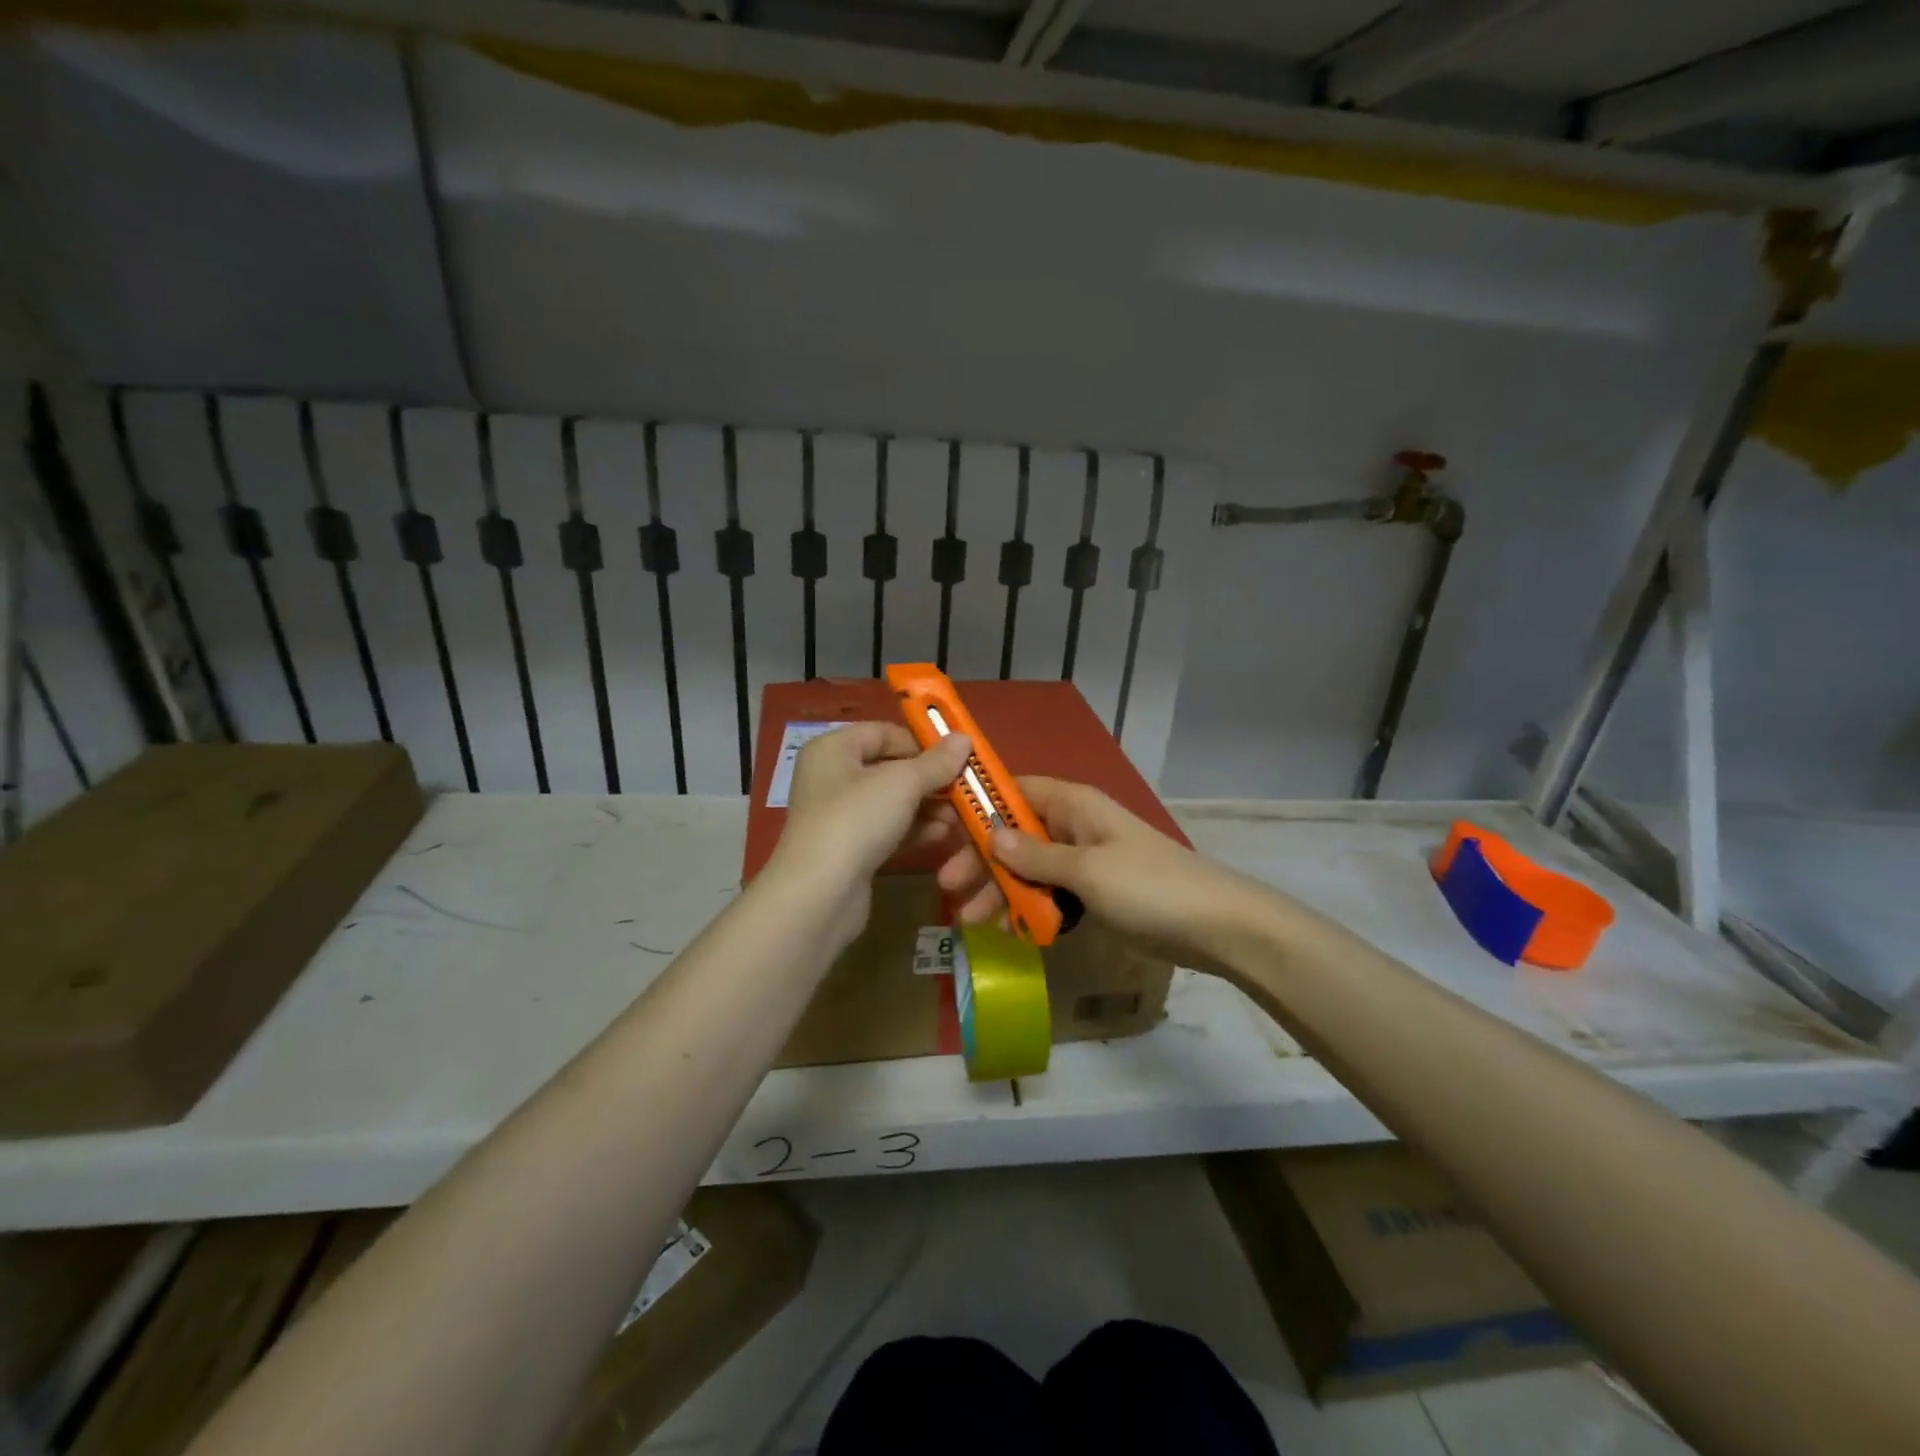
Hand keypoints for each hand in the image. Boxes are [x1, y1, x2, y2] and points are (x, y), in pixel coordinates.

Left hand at [770, 723, 972, 946]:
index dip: (921, 742)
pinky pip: (887, 828)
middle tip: (964, 791)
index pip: (884, 732)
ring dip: (927, 806)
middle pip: (890, 767)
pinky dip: (914, 829)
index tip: (956, 758)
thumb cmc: (857, 821)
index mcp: (833, 749)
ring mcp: (839, 815)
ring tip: (959, 817)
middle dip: (930, 779)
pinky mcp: (849, 848)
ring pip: (892, 801)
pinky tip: (942, 836)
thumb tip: (964, 738)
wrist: (820, 895)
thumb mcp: (902, 783)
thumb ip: (936, 762)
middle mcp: (831, 776)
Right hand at [935, 776, 1266, 968]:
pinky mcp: (1097, 892)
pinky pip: (1052, 893)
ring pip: (1030, 867)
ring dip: (1001, 889)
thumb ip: (1036, 854)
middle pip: (1016, 833)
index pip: (1015, 790)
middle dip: (983, 859)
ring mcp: (1087, 860)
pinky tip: (1008, 931)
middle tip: (949, 888)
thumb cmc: (1149, 887)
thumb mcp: (1086, 870)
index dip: (979, 805)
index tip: (943, 826)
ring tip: (970, 920)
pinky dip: (1030, 908)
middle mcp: (1076, 826)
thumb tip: (991, 834)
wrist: (1217, 927)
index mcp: (1075, 805)